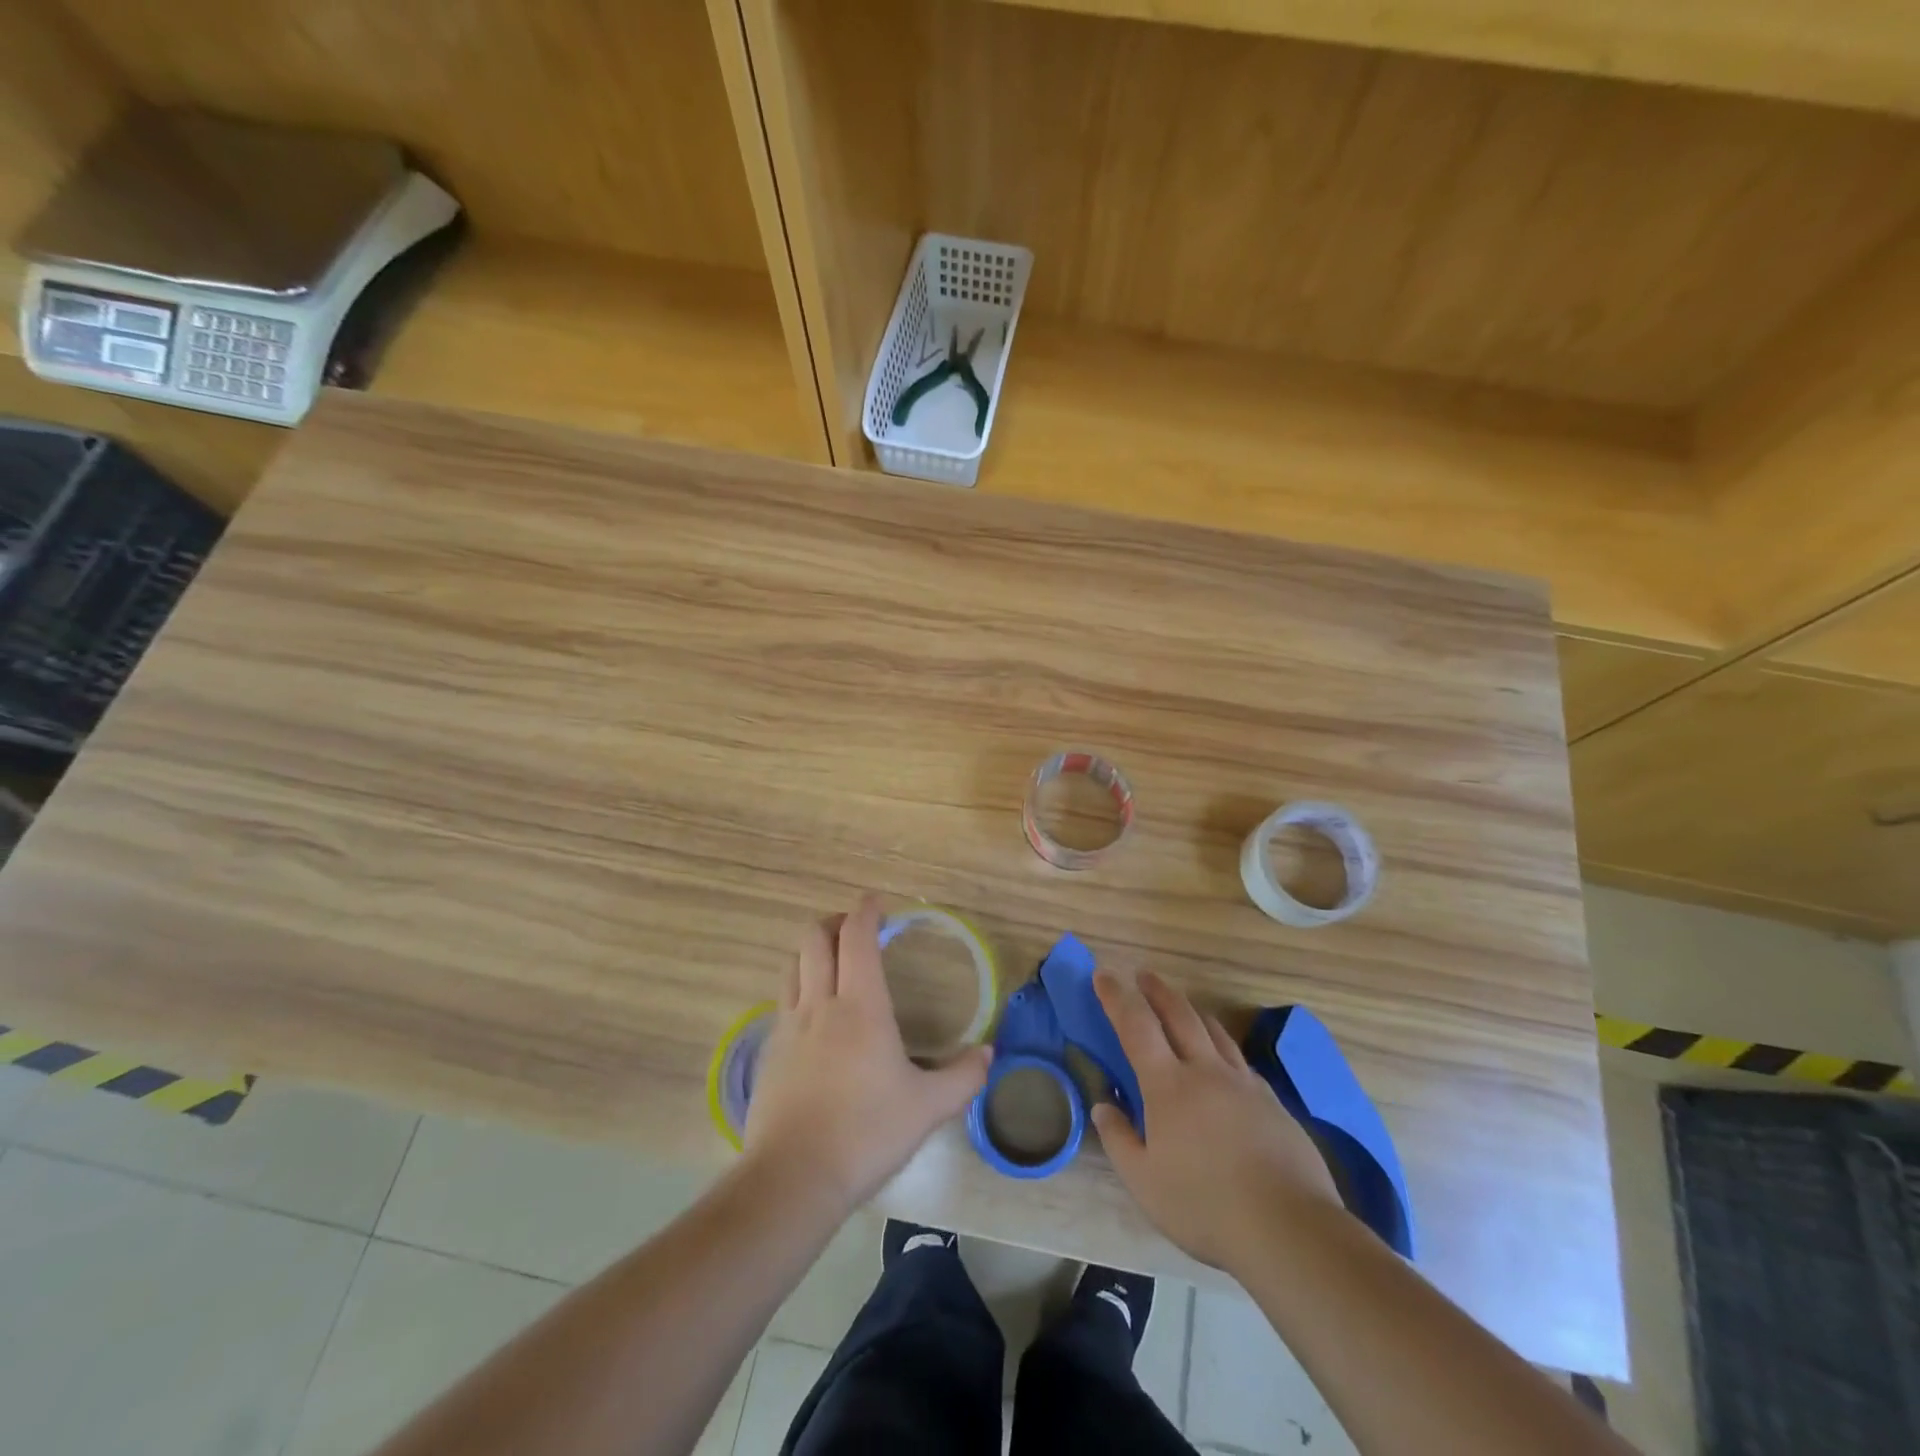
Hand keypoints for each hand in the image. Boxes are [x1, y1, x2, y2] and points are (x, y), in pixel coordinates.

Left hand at [744, 895, 990, 1213]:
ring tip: (832, 962)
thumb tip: (990, 1054)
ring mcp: (788, 1026)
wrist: (793, 1178)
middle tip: (855, 928)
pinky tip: (813, 1014)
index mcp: (860, 1005)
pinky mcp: (768, 1052)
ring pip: (792, 965)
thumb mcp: (928, 1108)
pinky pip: (782, 1000)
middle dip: (833, 922)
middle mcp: (820, 1003)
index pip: (856, 937)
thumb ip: (963, 1077)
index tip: (876, 901)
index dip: (865, 911)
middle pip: (814, 938)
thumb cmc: (866, 1133)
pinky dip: (799, 987)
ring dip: (811, 951)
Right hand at [1092, 970, 1340, 1270]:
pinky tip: (1224, 1061)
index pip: (1136, 1025)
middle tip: (1143, 975)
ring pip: (1215, 1031)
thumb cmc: (1206, 1206)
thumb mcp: (1144, 1182)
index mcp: (1168, 1085)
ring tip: (1183, 1006)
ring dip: (1192, 1011)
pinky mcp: (1272, 1102)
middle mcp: (1205, 1071)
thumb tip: (1104, 1106)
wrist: (1289, 1228)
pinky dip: (1222, 1046)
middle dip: (1157, 990)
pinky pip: (1240, 1060)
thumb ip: (1119, 1139)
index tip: (1103, 974)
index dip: (1116, 996)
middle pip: (1179, 1014)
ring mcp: (1244, 1083)